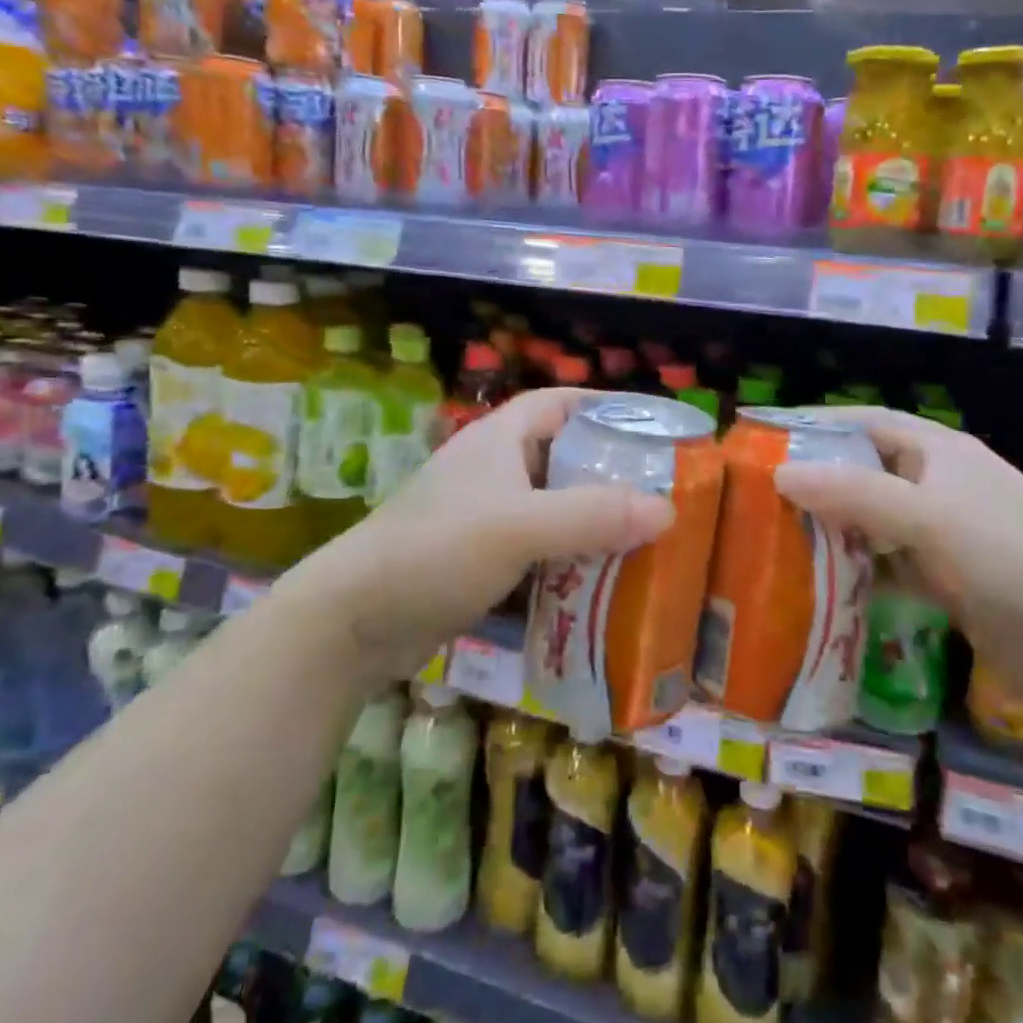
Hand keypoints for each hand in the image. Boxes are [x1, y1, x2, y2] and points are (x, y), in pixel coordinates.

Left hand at [304, 389, 674, 679]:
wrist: (354, 620)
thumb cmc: (437, 550)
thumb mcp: (518, 526)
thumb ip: (591, 515)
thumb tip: (668, 509)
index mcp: (500, 440)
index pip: (559, 403)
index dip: (604, 407)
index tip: (651, 427)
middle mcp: (494, 470)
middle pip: (563, 457)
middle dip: (610, 473)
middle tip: (663, 493)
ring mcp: (484, 517)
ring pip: (553, 508)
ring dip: (592, 522)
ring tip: (647, 540)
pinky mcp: (480, 560)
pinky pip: (538, 550)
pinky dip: (568, 560)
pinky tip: (602, 583)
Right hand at [772, 407, 1022, 708]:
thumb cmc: (1009, 557)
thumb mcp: (926, 518)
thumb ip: (852, 494)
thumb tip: (779, 473)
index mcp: (938, 452)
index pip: (867, 422)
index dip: (819, 424)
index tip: (768, 437)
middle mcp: (938, 484)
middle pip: (865, 471)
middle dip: (817, 481)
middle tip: (761, 497)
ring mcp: (944, 533)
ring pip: (873, 521)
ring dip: (834, 530)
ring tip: (777, 539)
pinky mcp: (947, 578)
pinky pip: (888, 564)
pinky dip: (858, 571)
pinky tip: (821, 584)